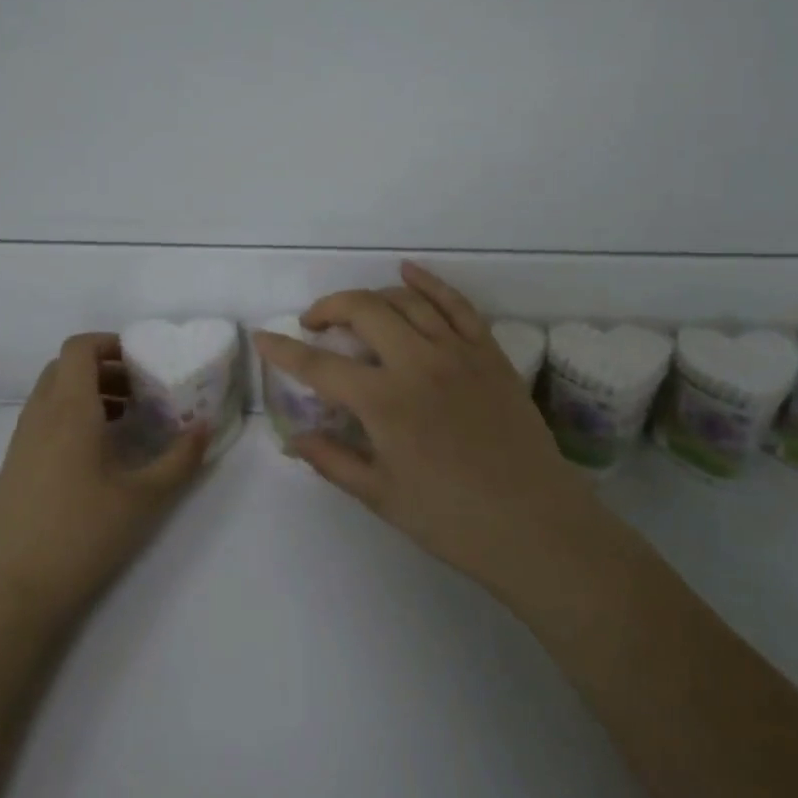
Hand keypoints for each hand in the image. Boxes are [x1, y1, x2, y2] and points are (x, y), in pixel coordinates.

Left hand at [0, 333, 207, 630]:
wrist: (8, 593)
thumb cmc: (81, 535)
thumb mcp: (144, 498)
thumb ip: (181, 459)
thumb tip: (205, 427)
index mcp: (69, 410)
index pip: (78, 348)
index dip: (110, 342)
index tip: (143, 359)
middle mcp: (39, 416)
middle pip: (65, 368)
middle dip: (104, 368)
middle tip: (141, 388)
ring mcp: (21, 443)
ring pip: (52, 395)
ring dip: (88, 393)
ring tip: (128, 420)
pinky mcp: (14, 468)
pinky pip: (44, 421)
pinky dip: (72, 418)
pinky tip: (100, 454)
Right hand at [253, 263, 599, 602]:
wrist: (536, 525)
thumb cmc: (452, 520)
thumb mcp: (381, 495)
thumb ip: (333, 460)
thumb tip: (294, 438)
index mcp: (384, 402)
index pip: (319, 367)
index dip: (283, 351)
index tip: (262, 337)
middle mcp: (417, 363)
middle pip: (362, 311)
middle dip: (328, 309)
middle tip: (313, 324)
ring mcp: (457, 352)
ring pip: (406, 301)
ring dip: (372, 297)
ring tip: (355, 311)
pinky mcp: (489, 353)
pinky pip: (456, 304)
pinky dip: (430, 283)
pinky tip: (409, 272)